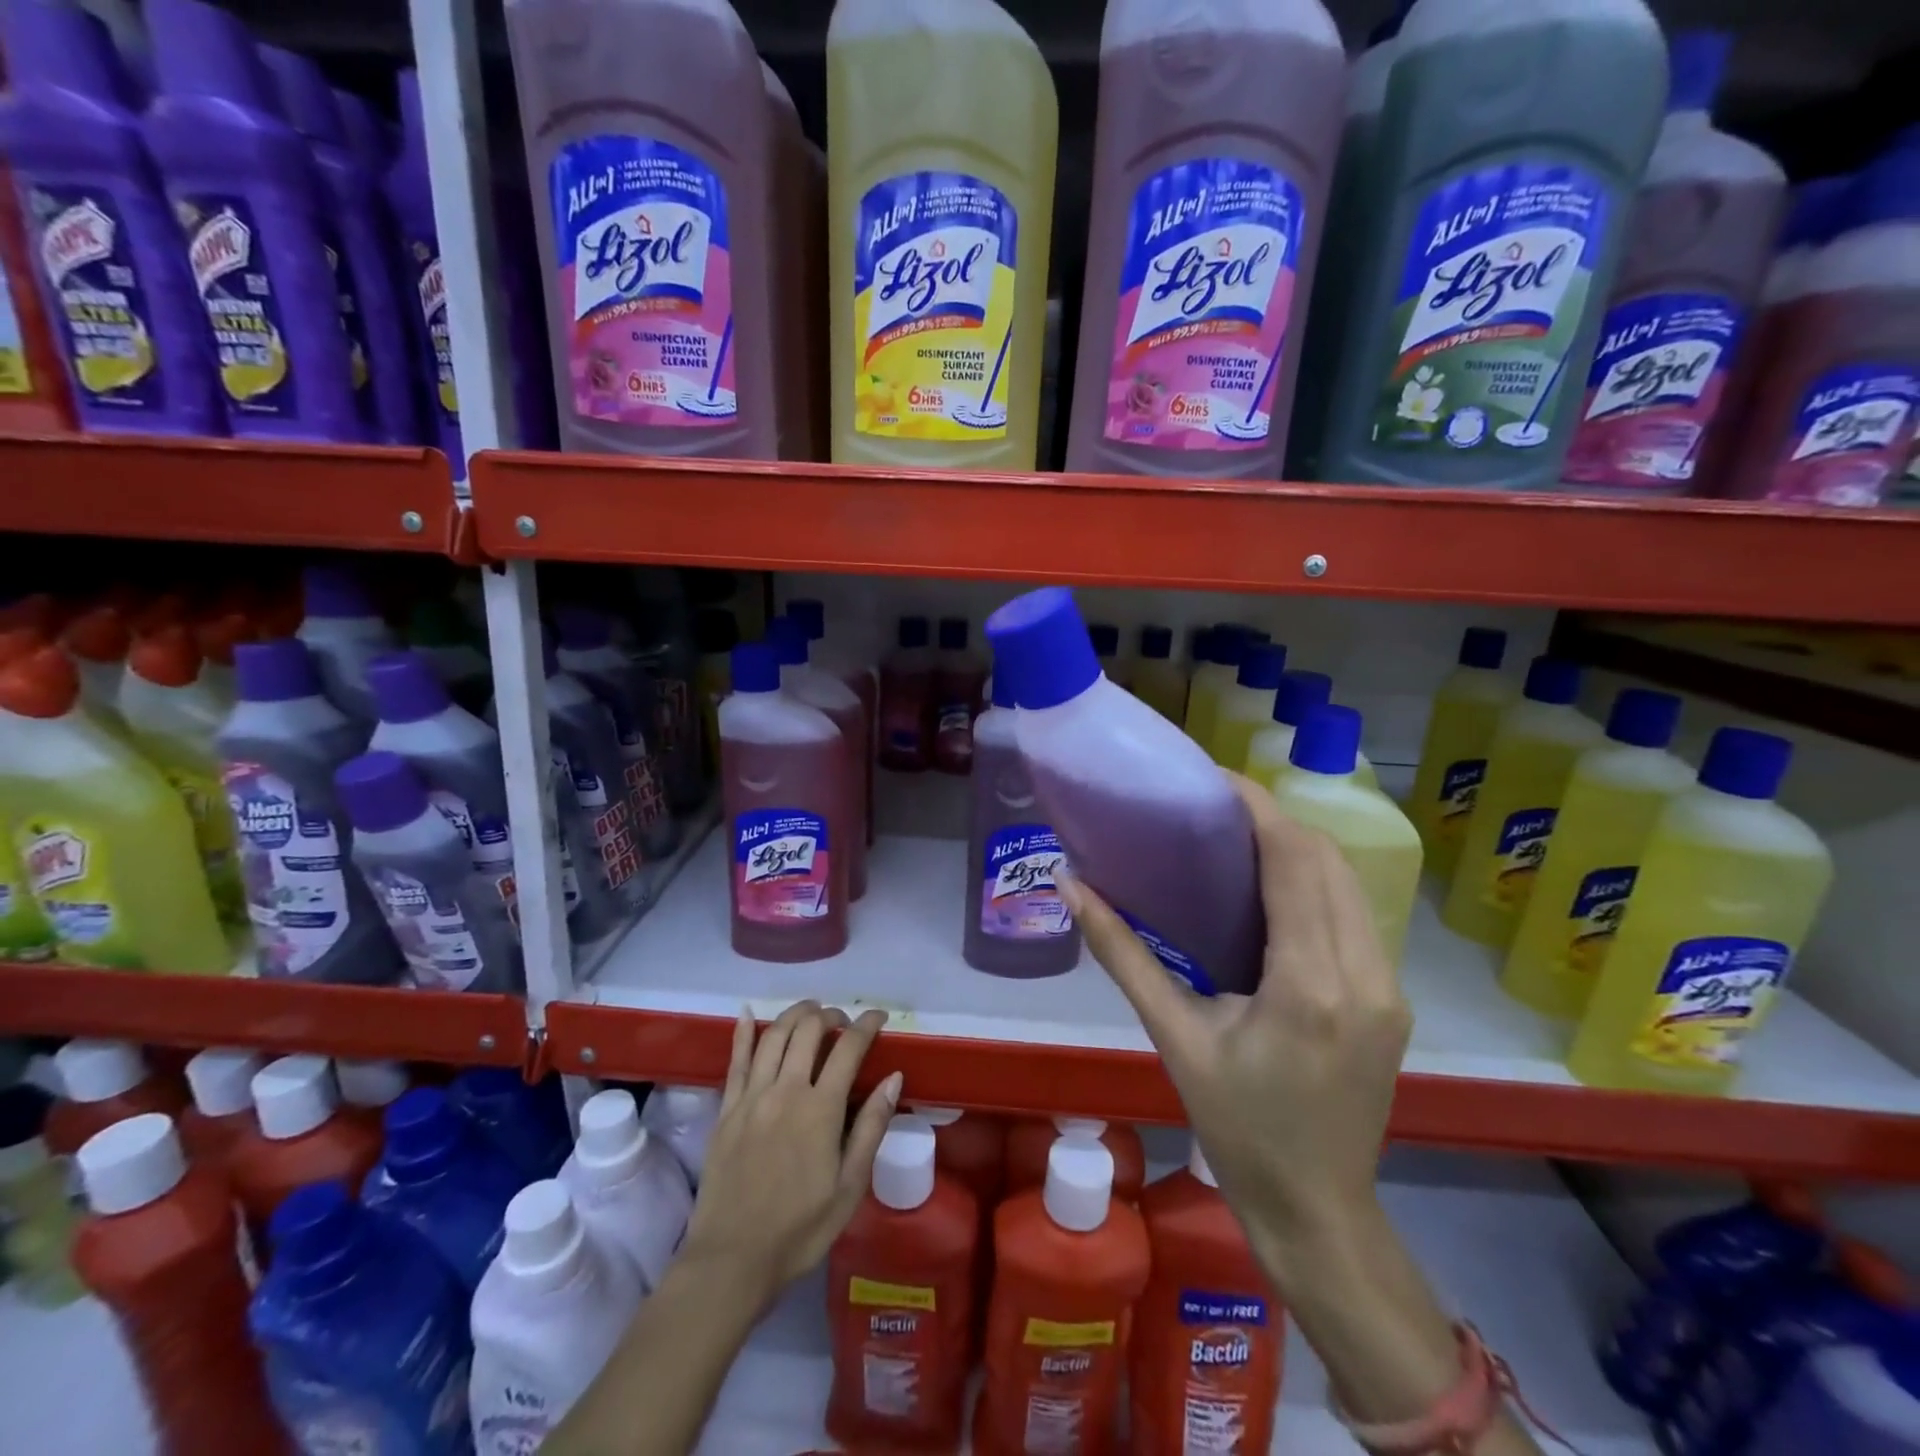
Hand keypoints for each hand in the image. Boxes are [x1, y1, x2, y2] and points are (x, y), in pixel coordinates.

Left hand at [679, 1001, 900, 1309]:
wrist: (731, 1261)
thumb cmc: (799, 1229)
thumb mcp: (849, 1187)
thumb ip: (871, 1127)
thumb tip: (893, 1078)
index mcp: (820, 1109)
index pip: (848, 1048)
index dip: (867, 1025)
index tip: (879, 1017)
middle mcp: (785, 1090)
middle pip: (808, 1029)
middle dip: (831, 1015)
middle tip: (843, 1022)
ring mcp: (751, 1096)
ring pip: (773, 1035)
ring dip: (795, 1014)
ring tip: (811, 1011)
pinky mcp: (726, 1109)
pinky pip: (735, 1059)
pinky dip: (743, 1031)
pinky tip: (747, 1012)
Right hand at [1057, 775, 1411, 1274]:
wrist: (1317, 1210)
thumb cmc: (1236, 1127)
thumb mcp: (1174, 1037)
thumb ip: (1123, 954)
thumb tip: (1070, 886)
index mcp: (1308, 984)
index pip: (1294, 862)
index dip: (1258, 808)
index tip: (1215, 779)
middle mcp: (1363, 975)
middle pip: (1329, 860)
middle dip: (1276, 820)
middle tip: (1215, 809)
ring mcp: (1388, 988)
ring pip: (1350, 884)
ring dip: (1299, 848)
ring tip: (1239, 839)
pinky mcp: (1392, 999)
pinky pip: (1356, 915)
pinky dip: (1317, 884)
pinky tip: (1274, 892)